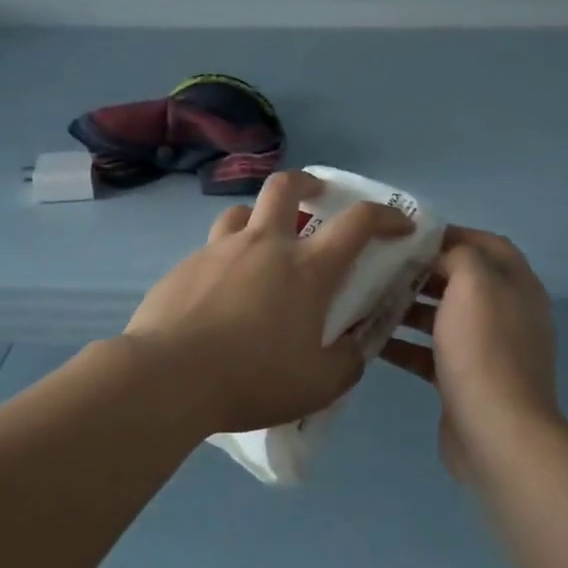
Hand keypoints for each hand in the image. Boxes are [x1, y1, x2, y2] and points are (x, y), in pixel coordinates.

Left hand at [122, 171, 414, 436]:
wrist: (169, 377)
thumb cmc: (253, 379)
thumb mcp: (318, 385)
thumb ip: (347, 361)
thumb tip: (354, 345)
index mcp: (306, 269)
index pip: (357, 223)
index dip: (385, 215)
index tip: (398, 224)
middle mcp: (264, 245)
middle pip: (286, 186)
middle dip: (308, 183)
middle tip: (316, 198)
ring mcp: (219, 250)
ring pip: (242, 212)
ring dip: (260, 218)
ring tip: (263, 246)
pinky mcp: (184, 266)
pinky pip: (212, 248)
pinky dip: (227, 257)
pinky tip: (221, 291)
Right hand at [381, 227, 562, 480]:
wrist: (496, 433)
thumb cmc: (483, 349)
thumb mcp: (473, 283)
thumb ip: (458, 255)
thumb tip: (441, 255)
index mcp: (516, 285)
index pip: (486, 244)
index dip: (450, 234)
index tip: (408, 235)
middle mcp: (506, 313)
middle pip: (460, 280)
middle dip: (421, 271)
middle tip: (380, 266)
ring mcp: (486, 350)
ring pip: (442, 317)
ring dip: (408, 307)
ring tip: (368, 299)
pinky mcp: (464, 380)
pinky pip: (430, 353)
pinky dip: (404, 344)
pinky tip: (371, 341)